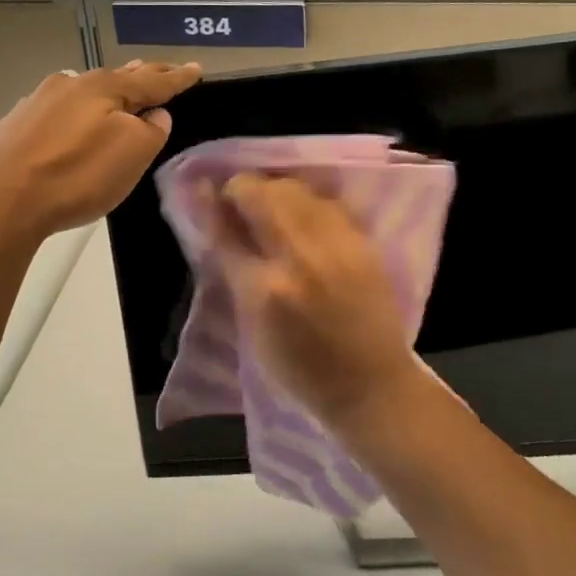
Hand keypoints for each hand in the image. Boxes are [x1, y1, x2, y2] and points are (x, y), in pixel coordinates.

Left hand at [0, 61, 202, 245]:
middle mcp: (70, 84)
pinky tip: (74, 117)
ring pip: (85, 90)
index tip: (196, 70)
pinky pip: (59, 108)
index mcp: (103, 87)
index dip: (177, 78)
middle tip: (163, 71)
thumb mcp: (131, 155)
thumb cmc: (76, 177)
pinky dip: (78, 110)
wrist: (1, 201)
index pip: (152, 80)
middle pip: (116, 78)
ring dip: (108, 90)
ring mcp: (38, 102)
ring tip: (123, 89)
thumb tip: (154, 114)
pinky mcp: (16, 124)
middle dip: (142, 75)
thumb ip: (151, 130)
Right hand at [207, 173, 438, 437]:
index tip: (204, 190)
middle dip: (243, 188)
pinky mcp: (363, 243)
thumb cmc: (300, 369)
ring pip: (295, 189)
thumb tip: (214, 220)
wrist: (371, 387)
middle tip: (237, 202)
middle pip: (262, 194)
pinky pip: (325, 202)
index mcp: (264, 289)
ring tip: (269, 207)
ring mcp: (337, 245)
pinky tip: (302, 217)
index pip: (226, 228)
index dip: (212, 204)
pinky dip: (306, 202)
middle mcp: (301, 258)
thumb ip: (232, 266)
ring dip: (274, 190)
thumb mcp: (252, 325)